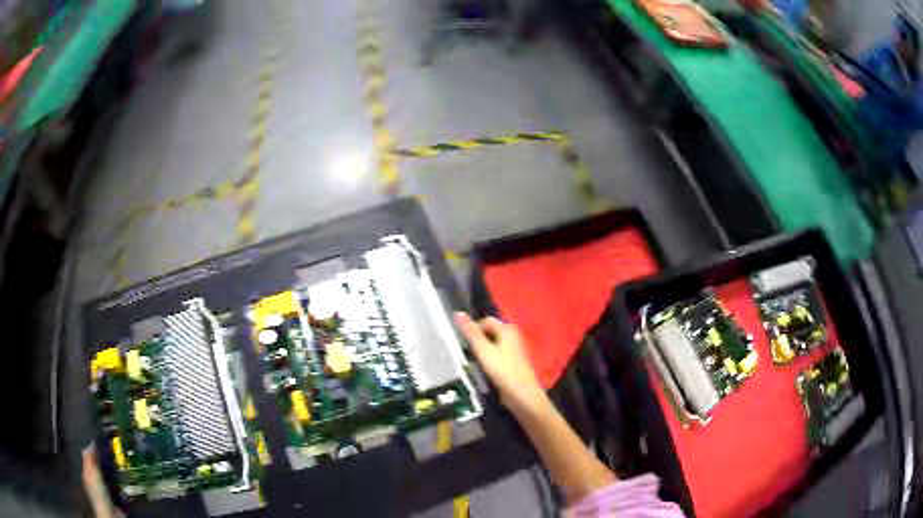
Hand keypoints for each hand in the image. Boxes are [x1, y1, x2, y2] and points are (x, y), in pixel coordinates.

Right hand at [454, 312, 547, 414]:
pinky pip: (497, 355)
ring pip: (492, 345)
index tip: (463, 343)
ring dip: (482, 351)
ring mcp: (514, 349)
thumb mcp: (484, 351)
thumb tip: (458, 313)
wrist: (523, 395)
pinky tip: (483, 369)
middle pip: (489, 333)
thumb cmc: (503, 371)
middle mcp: (513, 335)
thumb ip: (471, 333)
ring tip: (473, 362)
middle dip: (477, 341)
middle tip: (467, 353)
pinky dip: (489, 359)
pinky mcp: (513, 362)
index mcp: (507, 329)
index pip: (485, 321)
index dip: (472, 330)